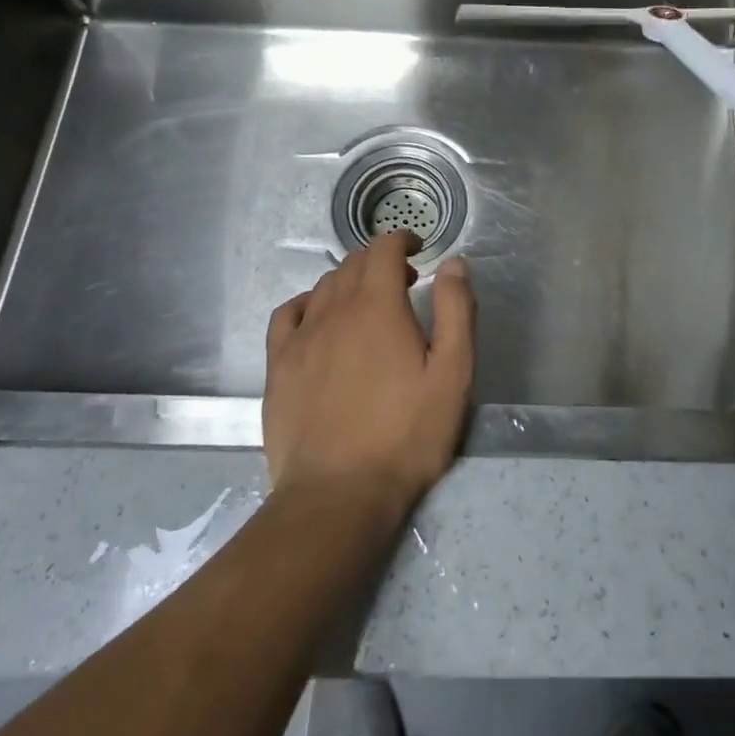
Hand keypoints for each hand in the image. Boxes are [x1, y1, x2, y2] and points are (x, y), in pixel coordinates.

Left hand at [263, 233, 475, 520]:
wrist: (338, 496)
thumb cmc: (406, 435)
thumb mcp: (452, 374)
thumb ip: (456, 311)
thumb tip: (454, 263)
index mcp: (378, 306)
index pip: (383, 249)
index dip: (401, 239)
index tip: (418, 248)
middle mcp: (335, 310)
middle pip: (353, 264)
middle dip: (380, 260)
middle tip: (404, 280)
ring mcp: (301, 338)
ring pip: (324, 287)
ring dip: (350, 281)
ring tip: (369, 302)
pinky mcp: (278, 367)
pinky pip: (288, 314)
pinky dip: (308, 303)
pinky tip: (319, 318)